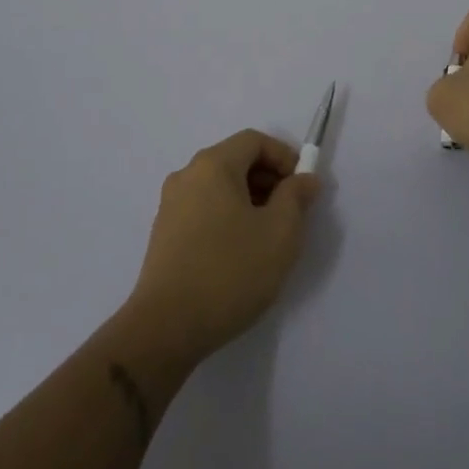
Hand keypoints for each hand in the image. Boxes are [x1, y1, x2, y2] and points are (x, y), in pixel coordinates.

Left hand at [125, 130, 321, 361]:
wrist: (166, 327)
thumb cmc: (230, 272)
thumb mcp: (279, 233)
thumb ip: (296, 198)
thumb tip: (305, 179)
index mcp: (213, 165)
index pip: (254, 141)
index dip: (284, 157)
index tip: (303, 188)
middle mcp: (187, 175)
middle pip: (235, 160)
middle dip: (268, 179)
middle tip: (291, 214)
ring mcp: (171, 204)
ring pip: (220, 187)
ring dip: (249, 200)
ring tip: (268, 237)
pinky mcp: (164, 232)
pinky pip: (204, 208)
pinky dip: (228, 216)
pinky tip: (239, 253)